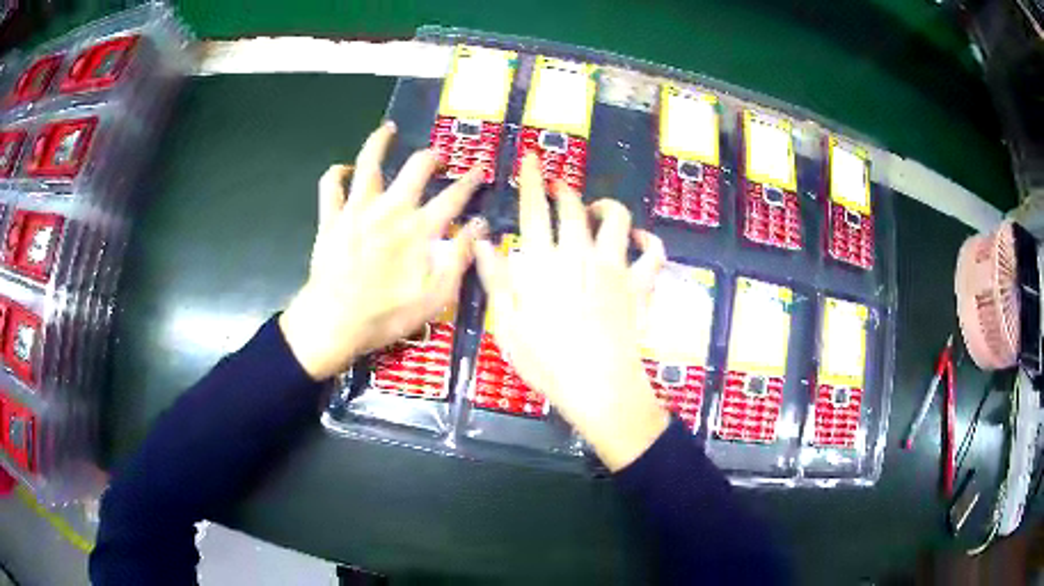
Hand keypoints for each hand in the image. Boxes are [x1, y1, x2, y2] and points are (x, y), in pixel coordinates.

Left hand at [280, 122, 485, 379]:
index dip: (471, 180)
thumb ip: (460, 257)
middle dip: (432, 157)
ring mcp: (358, 209)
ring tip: (387, 129)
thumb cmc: (388, 314)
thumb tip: (481, 225)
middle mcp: (391, 209)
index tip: (481, 169)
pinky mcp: (331, 218)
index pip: (454, 196)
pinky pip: (330, 186)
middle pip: (416, 168)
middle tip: (438, 157)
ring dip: (379, 142)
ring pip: (369, 163)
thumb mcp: (436, 296)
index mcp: (420, 228)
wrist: (335, 321)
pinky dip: (336, 174)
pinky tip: (343, 170)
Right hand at [474, 154, 669, 470]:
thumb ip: (496, 279)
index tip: (531, 158)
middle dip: (564, 188)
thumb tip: (483, 242)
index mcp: (544, 263)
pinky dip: (649, 242)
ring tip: (596, 208)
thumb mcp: (507, 324)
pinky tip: (641, 238)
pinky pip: (653, 255)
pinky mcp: (638, 285)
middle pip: (573, 208)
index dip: (532, 180)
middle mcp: (580, 255)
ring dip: (606, 206)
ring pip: (616, 220)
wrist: (597, 385)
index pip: (535, 210)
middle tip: (557, 184)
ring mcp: (614, 268)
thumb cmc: (546, 361)